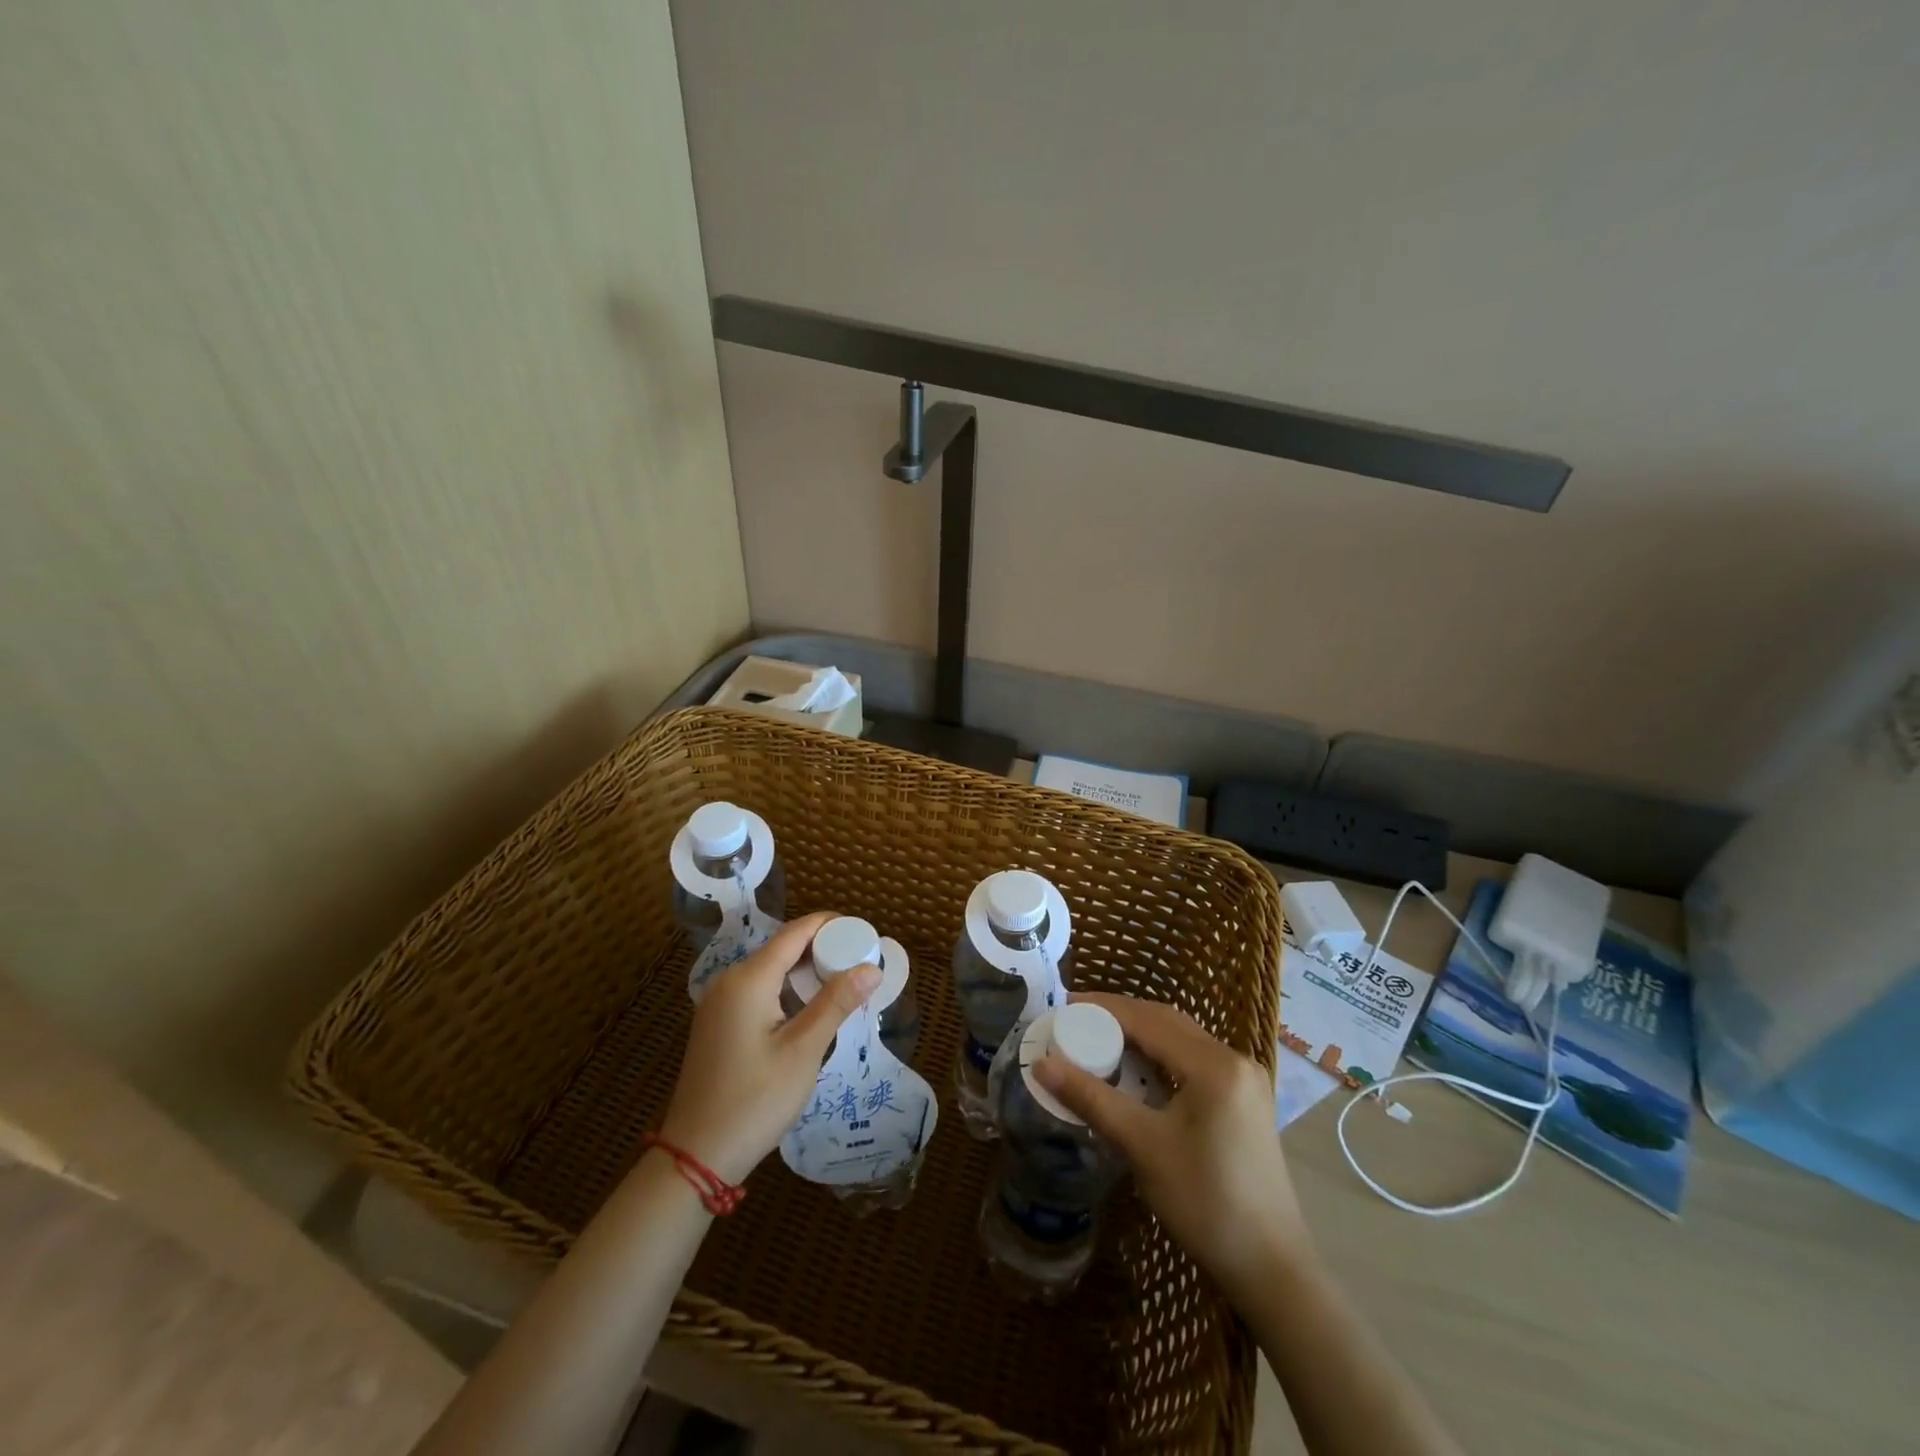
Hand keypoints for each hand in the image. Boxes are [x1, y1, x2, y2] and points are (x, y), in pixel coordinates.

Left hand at [658, 912, 878, 1184]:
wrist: (696, 1156)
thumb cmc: (754, 1100)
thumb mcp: (803, 1050)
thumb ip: (836, 1003)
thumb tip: (872, 968)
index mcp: (748, 979)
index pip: (795, 933)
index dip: (829, 925)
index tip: (863, 931)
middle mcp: (729, 981)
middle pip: (782, 948)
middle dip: (822, 949)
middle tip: (860, 961)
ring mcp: (719, 1004)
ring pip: (770, 970)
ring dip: (806, 972)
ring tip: (843, 983)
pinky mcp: (718, 1024)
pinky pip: (758, 991)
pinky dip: (787, 990)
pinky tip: (810, 1009)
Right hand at [1034, 992, 1312, 1294]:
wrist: (1271, 1268)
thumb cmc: (1205, 1203)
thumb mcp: (1143, 1147)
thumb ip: (1092, 1099)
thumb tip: (1042, 1064)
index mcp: (1214, 1065)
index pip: (1149, 1019)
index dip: (1104, 1008)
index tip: (1065, 1005)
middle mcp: (1234, 1060)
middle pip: (1167, 1022)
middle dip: (1121, 1016)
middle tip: (1076, 1019)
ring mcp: (1244, 1080)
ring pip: (1182, 1040)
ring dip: (1141, 1035)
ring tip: (1098, 1039)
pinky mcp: (1244, 1100)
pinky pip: (1194, 1061)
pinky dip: (1161, 1056)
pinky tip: (1136, 1070)